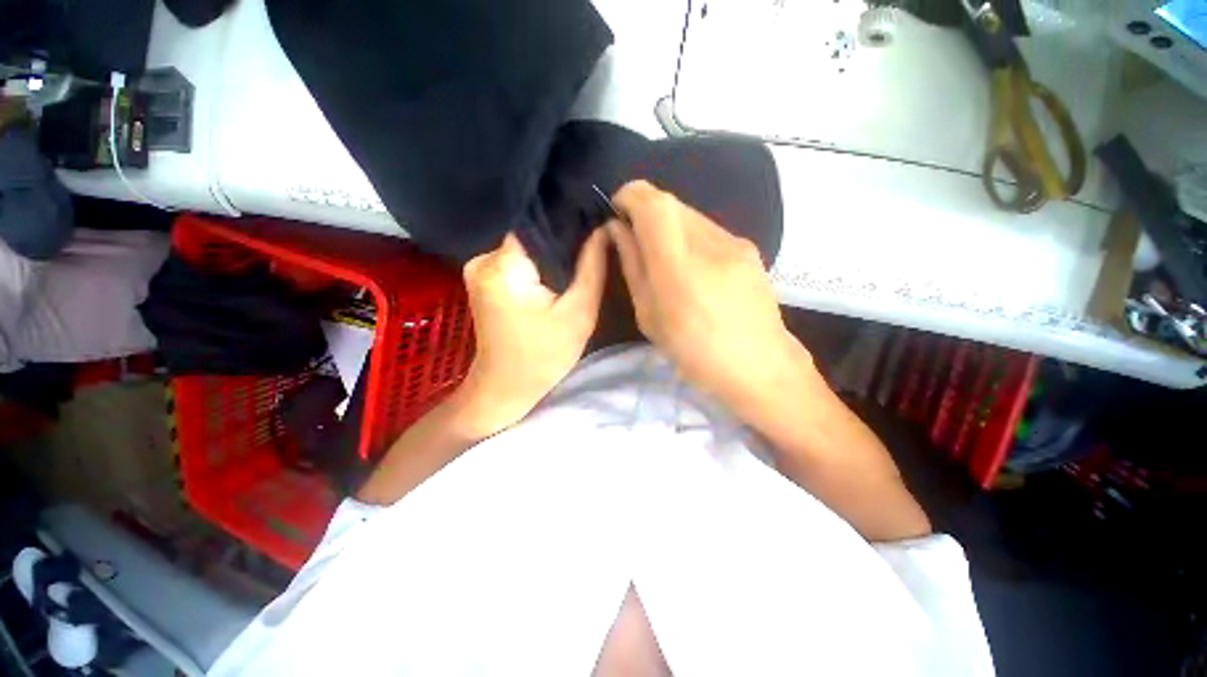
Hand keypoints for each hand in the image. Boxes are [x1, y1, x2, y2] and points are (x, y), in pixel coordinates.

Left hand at [456, 229, 608, 435]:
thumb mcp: (579, 313)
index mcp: (504, 266)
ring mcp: (478, 269)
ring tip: (574, 266)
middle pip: (531, 235)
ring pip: (525, 248)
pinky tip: (553, 279)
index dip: (568, 223)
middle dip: (561, 242)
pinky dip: (537, 266)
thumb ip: (592, 267)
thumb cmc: (544, 355)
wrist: (507, 387)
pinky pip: (516, 261)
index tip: (594, 225)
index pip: (539, 223)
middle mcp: (483, 259)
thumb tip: (603, 228)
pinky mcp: (483, 280)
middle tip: (590, 251)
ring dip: (550, 256)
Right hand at [608, 181, 810, 414]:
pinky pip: (708, 229)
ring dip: (668, 226)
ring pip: (690, 214)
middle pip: (670, 202)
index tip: (618, 212)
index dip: (630, 197)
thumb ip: (633, 266)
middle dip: (646, 212)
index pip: (652, 203)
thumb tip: (618, 230)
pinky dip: (690, 236)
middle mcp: (709, 242)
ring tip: (666, 260)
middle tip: (637, 241)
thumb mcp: (649, 315)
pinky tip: (694, 269)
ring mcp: (735, 242)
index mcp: (678, 266)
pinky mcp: (749, 248)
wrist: (760, 366)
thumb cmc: (694, 351)